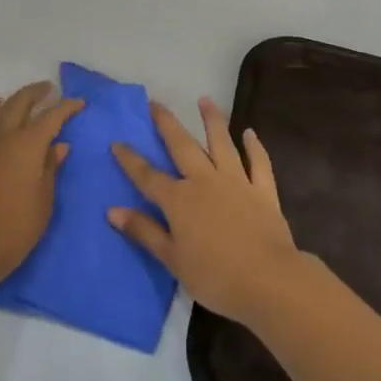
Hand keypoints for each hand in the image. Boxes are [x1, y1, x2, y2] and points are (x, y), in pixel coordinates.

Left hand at [0, 83, 82, 289]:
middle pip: (15, 103)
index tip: (78, 102)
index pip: (51, 117)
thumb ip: (50, 169)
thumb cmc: (16, 229)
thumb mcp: (45, 201)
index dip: (66, 107)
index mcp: (26, 145)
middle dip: (33, 92)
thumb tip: (58, 146)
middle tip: (45, 90)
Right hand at [109, 97, 302, 325]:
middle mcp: (205, 181)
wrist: (268, 280)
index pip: (148, 176)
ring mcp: (236, 181)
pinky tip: (249, 134)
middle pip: (182, 146)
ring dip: (212, 120)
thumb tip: (112, 210)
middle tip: (156, 103)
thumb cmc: (215, 276)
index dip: (130, 160)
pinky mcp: (263, 190)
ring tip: (205, 100)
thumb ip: (144, 231)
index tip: (117, 141)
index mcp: (179, 200)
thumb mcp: (172, 259)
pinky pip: (258, 162)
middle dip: (167, 124)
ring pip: (221, 143)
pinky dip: (254, 147)